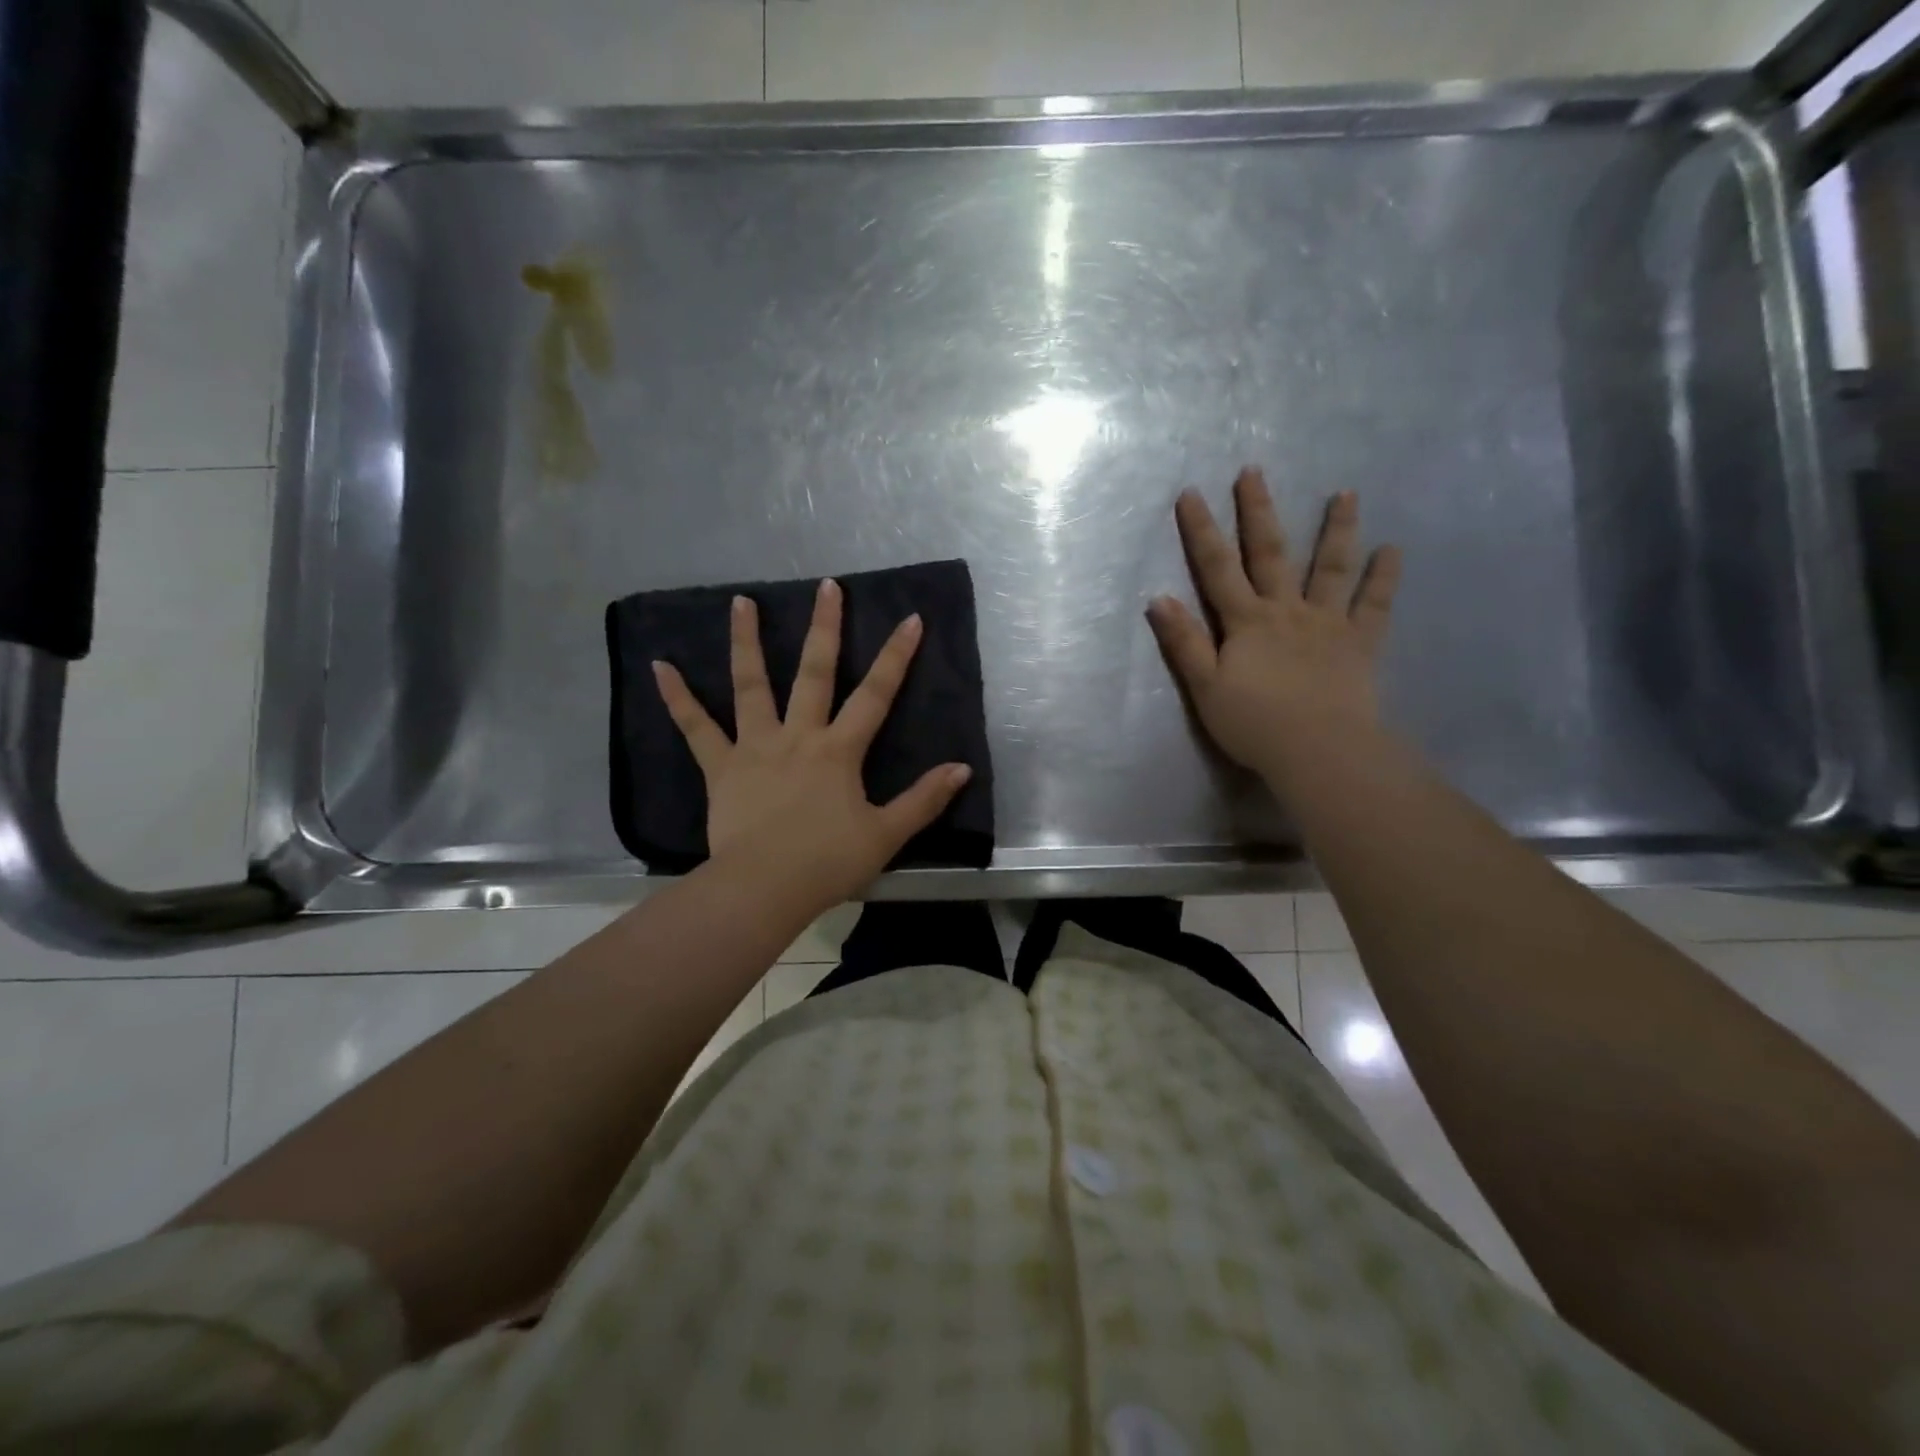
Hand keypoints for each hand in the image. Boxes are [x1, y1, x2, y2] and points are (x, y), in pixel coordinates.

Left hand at [652, 581, 972, 909]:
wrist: (764, 888)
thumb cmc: (827, 862)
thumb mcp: (886, 835)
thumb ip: (924, 799)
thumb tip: (963, 769)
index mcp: (839, 750)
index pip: (876, 695)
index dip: (896, 656)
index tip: (910, 618)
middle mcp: (798, 736)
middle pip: (814, 672)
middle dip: (824, 628)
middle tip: (827, 586)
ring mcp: (755, 747)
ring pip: (751, 685)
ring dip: (746, 641)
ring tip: (740, 601)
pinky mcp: (721, 767)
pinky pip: (696, 728)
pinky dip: (677, 698)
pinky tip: (659, 667)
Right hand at [1148, 468, 1401, 788]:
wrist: (1318, 751)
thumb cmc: (1254, 724)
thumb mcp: (1205, 687)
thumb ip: (1185, 642)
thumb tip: (1159, 598)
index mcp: (1246, 622)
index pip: (1217, 568)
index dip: (1202, 531)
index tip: (1192, 493)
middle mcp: (1287, 610)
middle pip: (1271, 553)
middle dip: (1259, 511)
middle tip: (1254, 471)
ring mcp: (1327, 623)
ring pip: (1332, 568)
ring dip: (1337, 529)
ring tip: (1346, 493)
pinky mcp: (1360, 643)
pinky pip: (1375, 605)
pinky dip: (1384, 577)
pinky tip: (1394, 549)